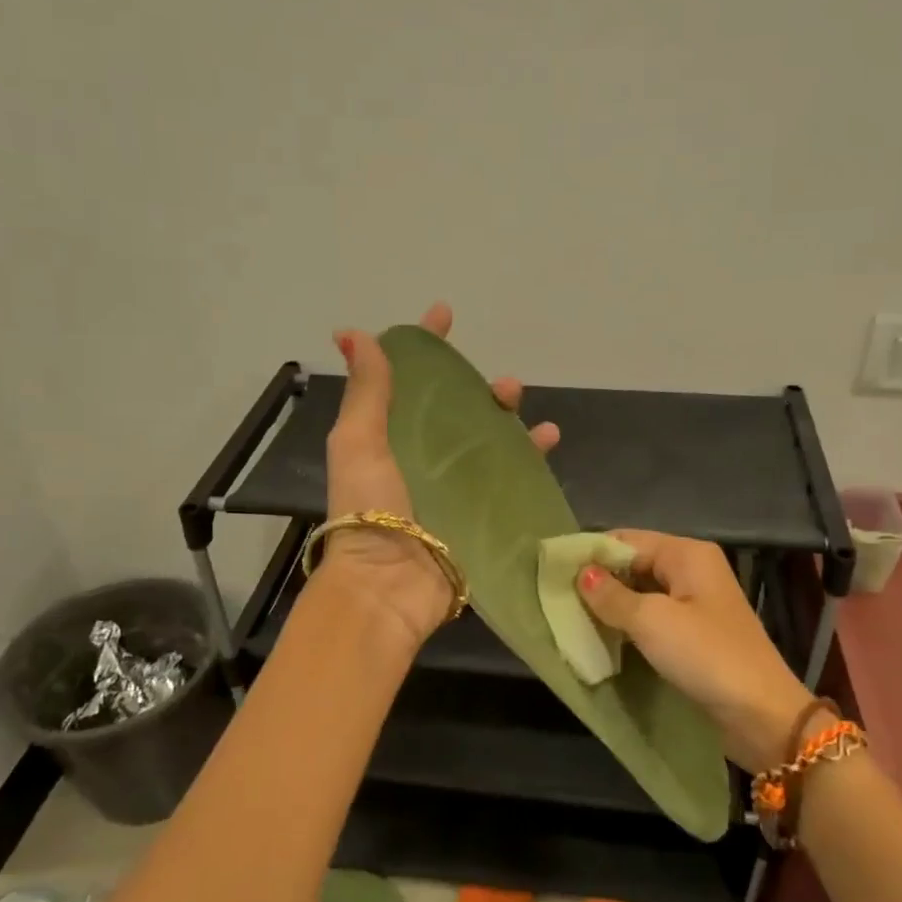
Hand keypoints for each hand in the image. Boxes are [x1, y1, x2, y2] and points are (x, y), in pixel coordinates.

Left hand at [322, 302, 559, 647]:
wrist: (388, 587)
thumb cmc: (369, 509)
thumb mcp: (359, 442)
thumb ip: (365, 391)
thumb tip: (352, 332)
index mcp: (389, 437)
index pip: (409, 381)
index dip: (425, 347)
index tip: (444, 315)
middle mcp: (422, 458)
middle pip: (458, 411)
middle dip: (480, 389)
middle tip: (504, 386)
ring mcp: (454, 487)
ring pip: (489, 441)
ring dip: (510, 420)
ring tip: (529, 412)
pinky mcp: (480, 514)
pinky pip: (509, 477)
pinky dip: (530, 459)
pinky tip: (548, 444)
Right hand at [577, 531, 816, 771]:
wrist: (762, 715)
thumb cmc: (706, 656)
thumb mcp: (652, 621)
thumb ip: (611, 596)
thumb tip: (581, 573)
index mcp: (687, 554)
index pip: (626, 539)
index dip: (591, 553)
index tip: (552, 572)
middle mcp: (692, 570)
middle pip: (633, 564)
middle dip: (599, 580)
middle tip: (557, 599)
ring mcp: (695, 604)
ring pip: (641, 593)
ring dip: (611, 606)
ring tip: (571, 619)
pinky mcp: (694, 634)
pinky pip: (653, 618)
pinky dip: (628, 625)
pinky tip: (602, 638)